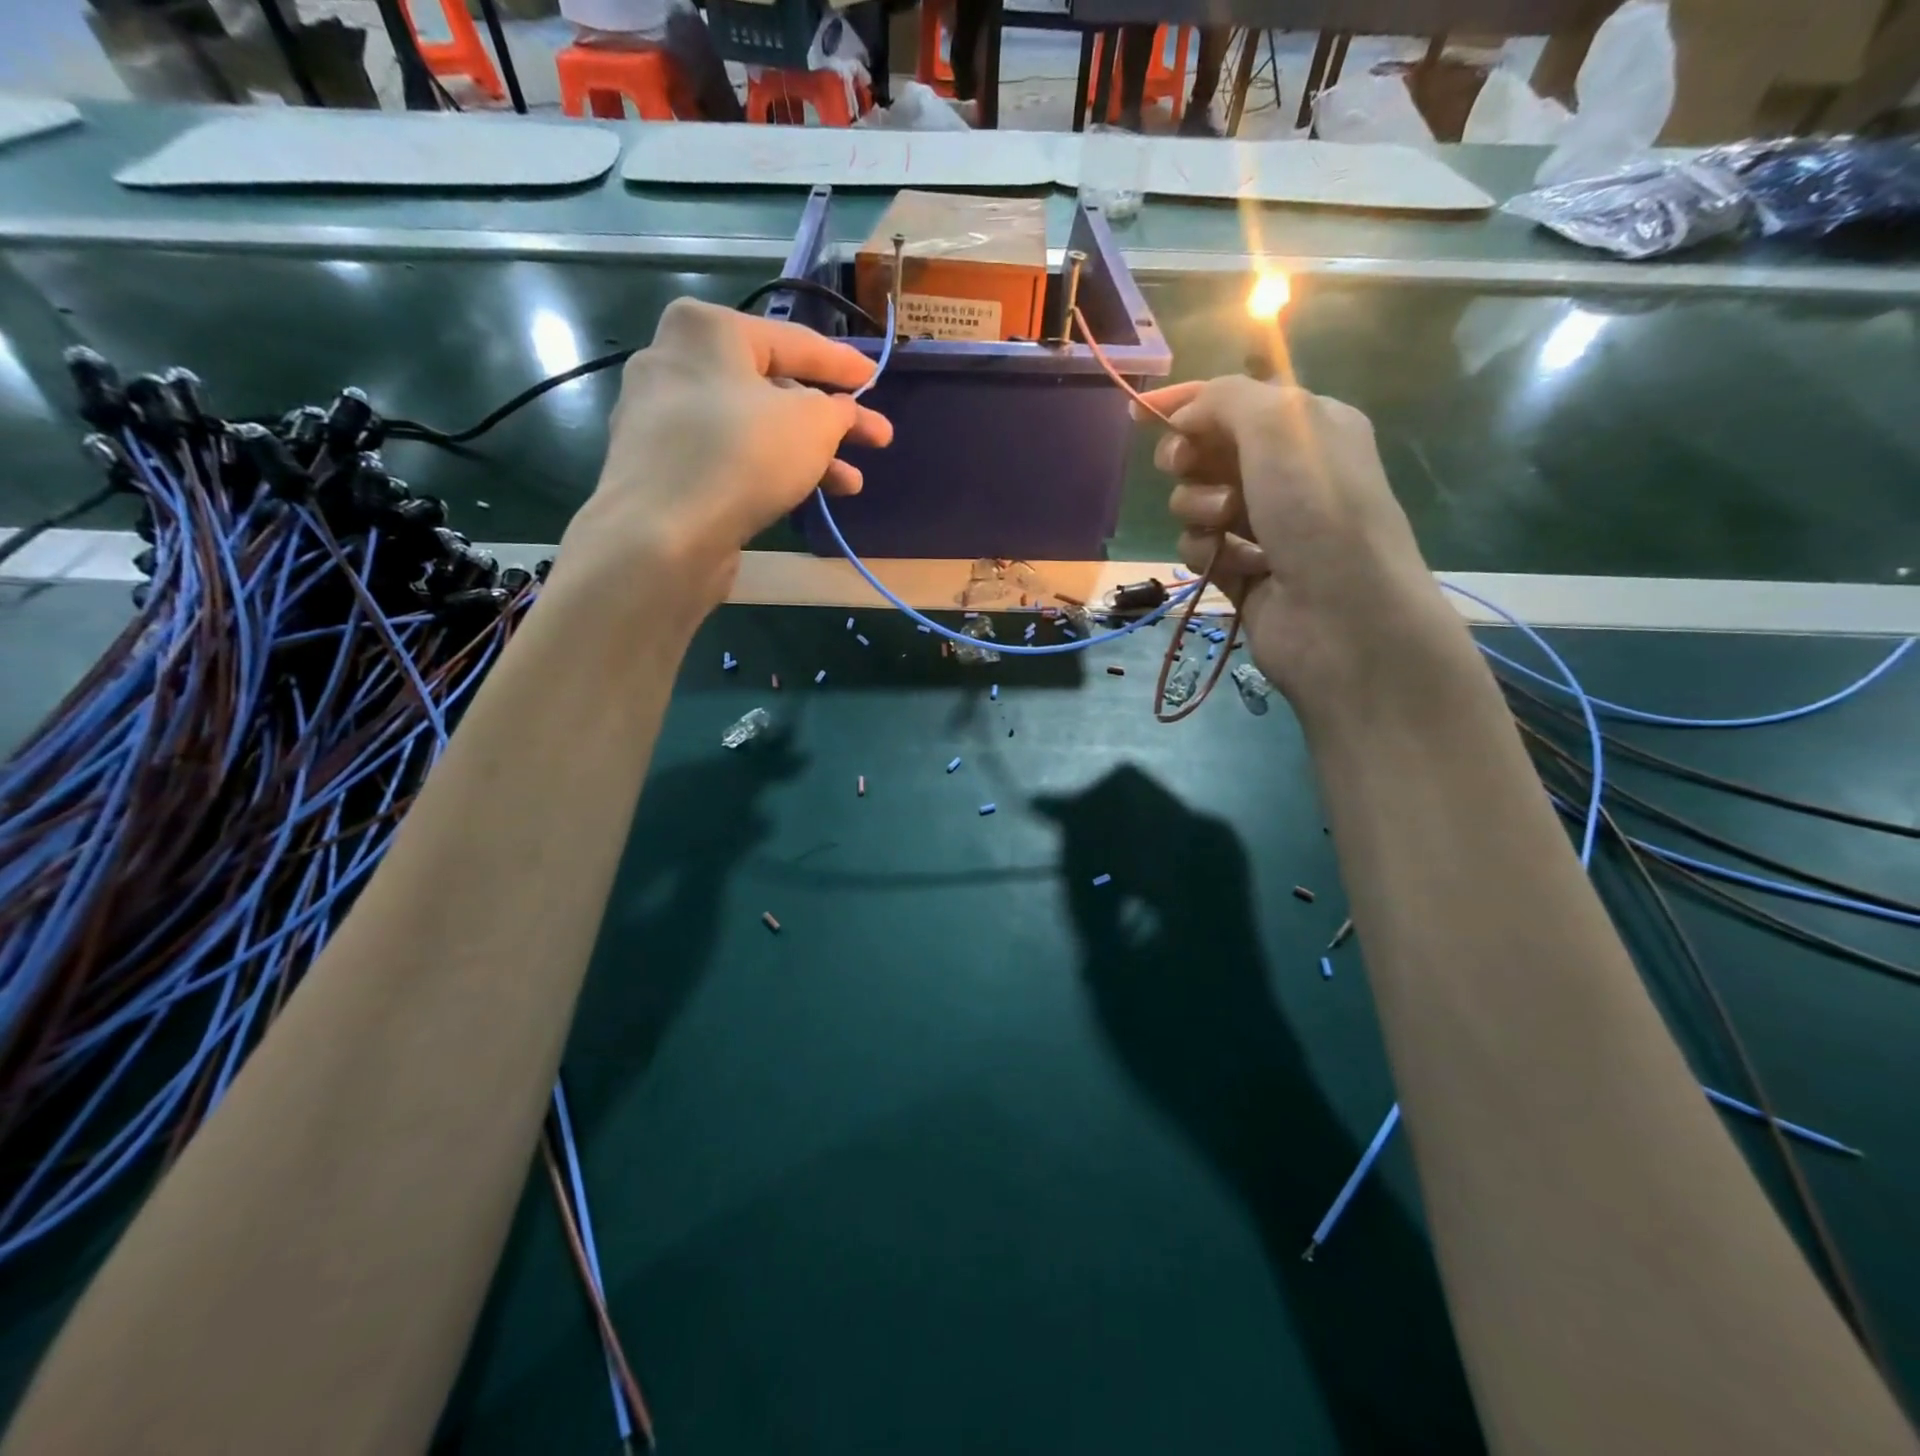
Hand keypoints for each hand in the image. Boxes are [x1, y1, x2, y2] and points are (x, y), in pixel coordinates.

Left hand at [560, 298, 892, 611]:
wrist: (663, 535)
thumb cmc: (742, 456)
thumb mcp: (813, 424)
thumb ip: (838, 411)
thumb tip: (839, 413)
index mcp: (707, 329)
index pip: (793, 340)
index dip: (842, 364)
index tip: (875, 379)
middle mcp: (675, 362)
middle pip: (771, 388)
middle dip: (829, 420)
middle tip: (875, 440)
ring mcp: (661, 419)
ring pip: (752, 429)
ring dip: (807, 455)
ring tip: (851, 485)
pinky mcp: (660, 468)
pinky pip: (727, 459)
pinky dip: (768, 471)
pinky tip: (802, 495)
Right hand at [1137, 376, 1464, 716]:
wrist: (1342, 616)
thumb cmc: (1317, 509)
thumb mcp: (1279, 427)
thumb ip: (1226, 400)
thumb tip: (1186, 416)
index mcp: (1308, 427)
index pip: (1235, 402)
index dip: (1186, 403)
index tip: (1138, 415)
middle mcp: (1287, 474)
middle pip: (1209, 453)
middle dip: (1189, 459)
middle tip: (1181, 467)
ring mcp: (1265, 527)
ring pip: (1197, 504)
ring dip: (1198, 509)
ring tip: (1223, 524)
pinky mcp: (1243, 572)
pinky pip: (1200, 549)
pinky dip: (1206, 552)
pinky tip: (1227, 563)